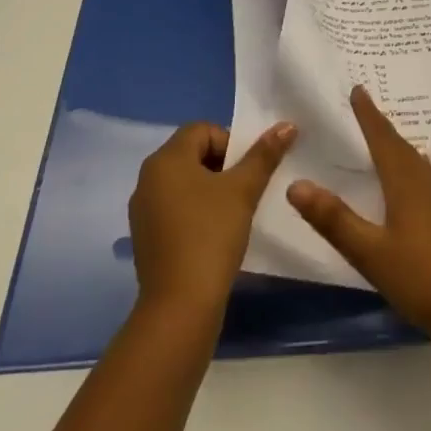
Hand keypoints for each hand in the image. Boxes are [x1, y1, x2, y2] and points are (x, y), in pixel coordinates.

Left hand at [128, 120, 293, 318]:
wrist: (180, 305)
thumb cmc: (211, 235)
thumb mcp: (243, 190)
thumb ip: (264, 155)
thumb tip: (287, 125)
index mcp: (165, 160)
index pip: (202, 129)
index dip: (230, 142)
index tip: (246, 171)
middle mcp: (148, 178)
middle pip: (192, 153)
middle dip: (223, 165)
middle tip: (245, 190)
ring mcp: (143, 210)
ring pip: (184, 182)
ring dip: (211, 189)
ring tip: (233, 213)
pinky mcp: (146, 237)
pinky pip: (175, 207)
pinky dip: (196, 211)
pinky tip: (213, 235)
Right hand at [286, 87, 430, 341]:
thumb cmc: (423, 278)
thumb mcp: (371, 253)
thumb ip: (334, 220)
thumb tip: (295, 184)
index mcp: (406, 182)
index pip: (382, 138)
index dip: (368, 114)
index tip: (358, 88)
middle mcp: (426, 182)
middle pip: (399, 145)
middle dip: (380, 125)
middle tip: (363, 107)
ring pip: (414, 161)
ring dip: (395, 146)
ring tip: (381, 138)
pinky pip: (423, 178)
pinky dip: (407, 168)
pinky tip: (408, 181)